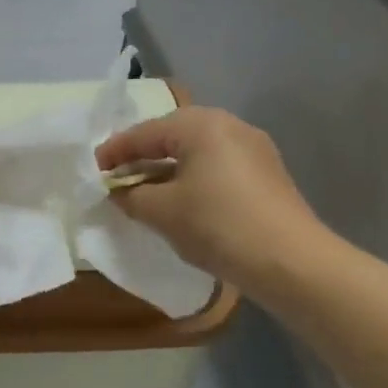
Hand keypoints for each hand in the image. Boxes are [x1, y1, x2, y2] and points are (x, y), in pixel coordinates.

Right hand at [96, 107, 327, 289]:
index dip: (115, 152)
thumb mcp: (162, 212)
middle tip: (119, 177)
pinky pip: (218, 165)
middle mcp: (228, 124)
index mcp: (199, 124)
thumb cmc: (218, 226)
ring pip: (197, 150)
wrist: (293, 262)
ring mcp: (253, 147)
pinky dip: (194, 177)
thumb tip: (119, 191)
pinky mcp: (268, 172)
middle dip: (143, 156)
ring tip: (148, 190)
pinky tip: (184, 200)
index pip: (144, 133)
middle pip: (172, 135)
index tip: (94, 170)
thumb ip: (131, 196)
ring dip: (169, 168)